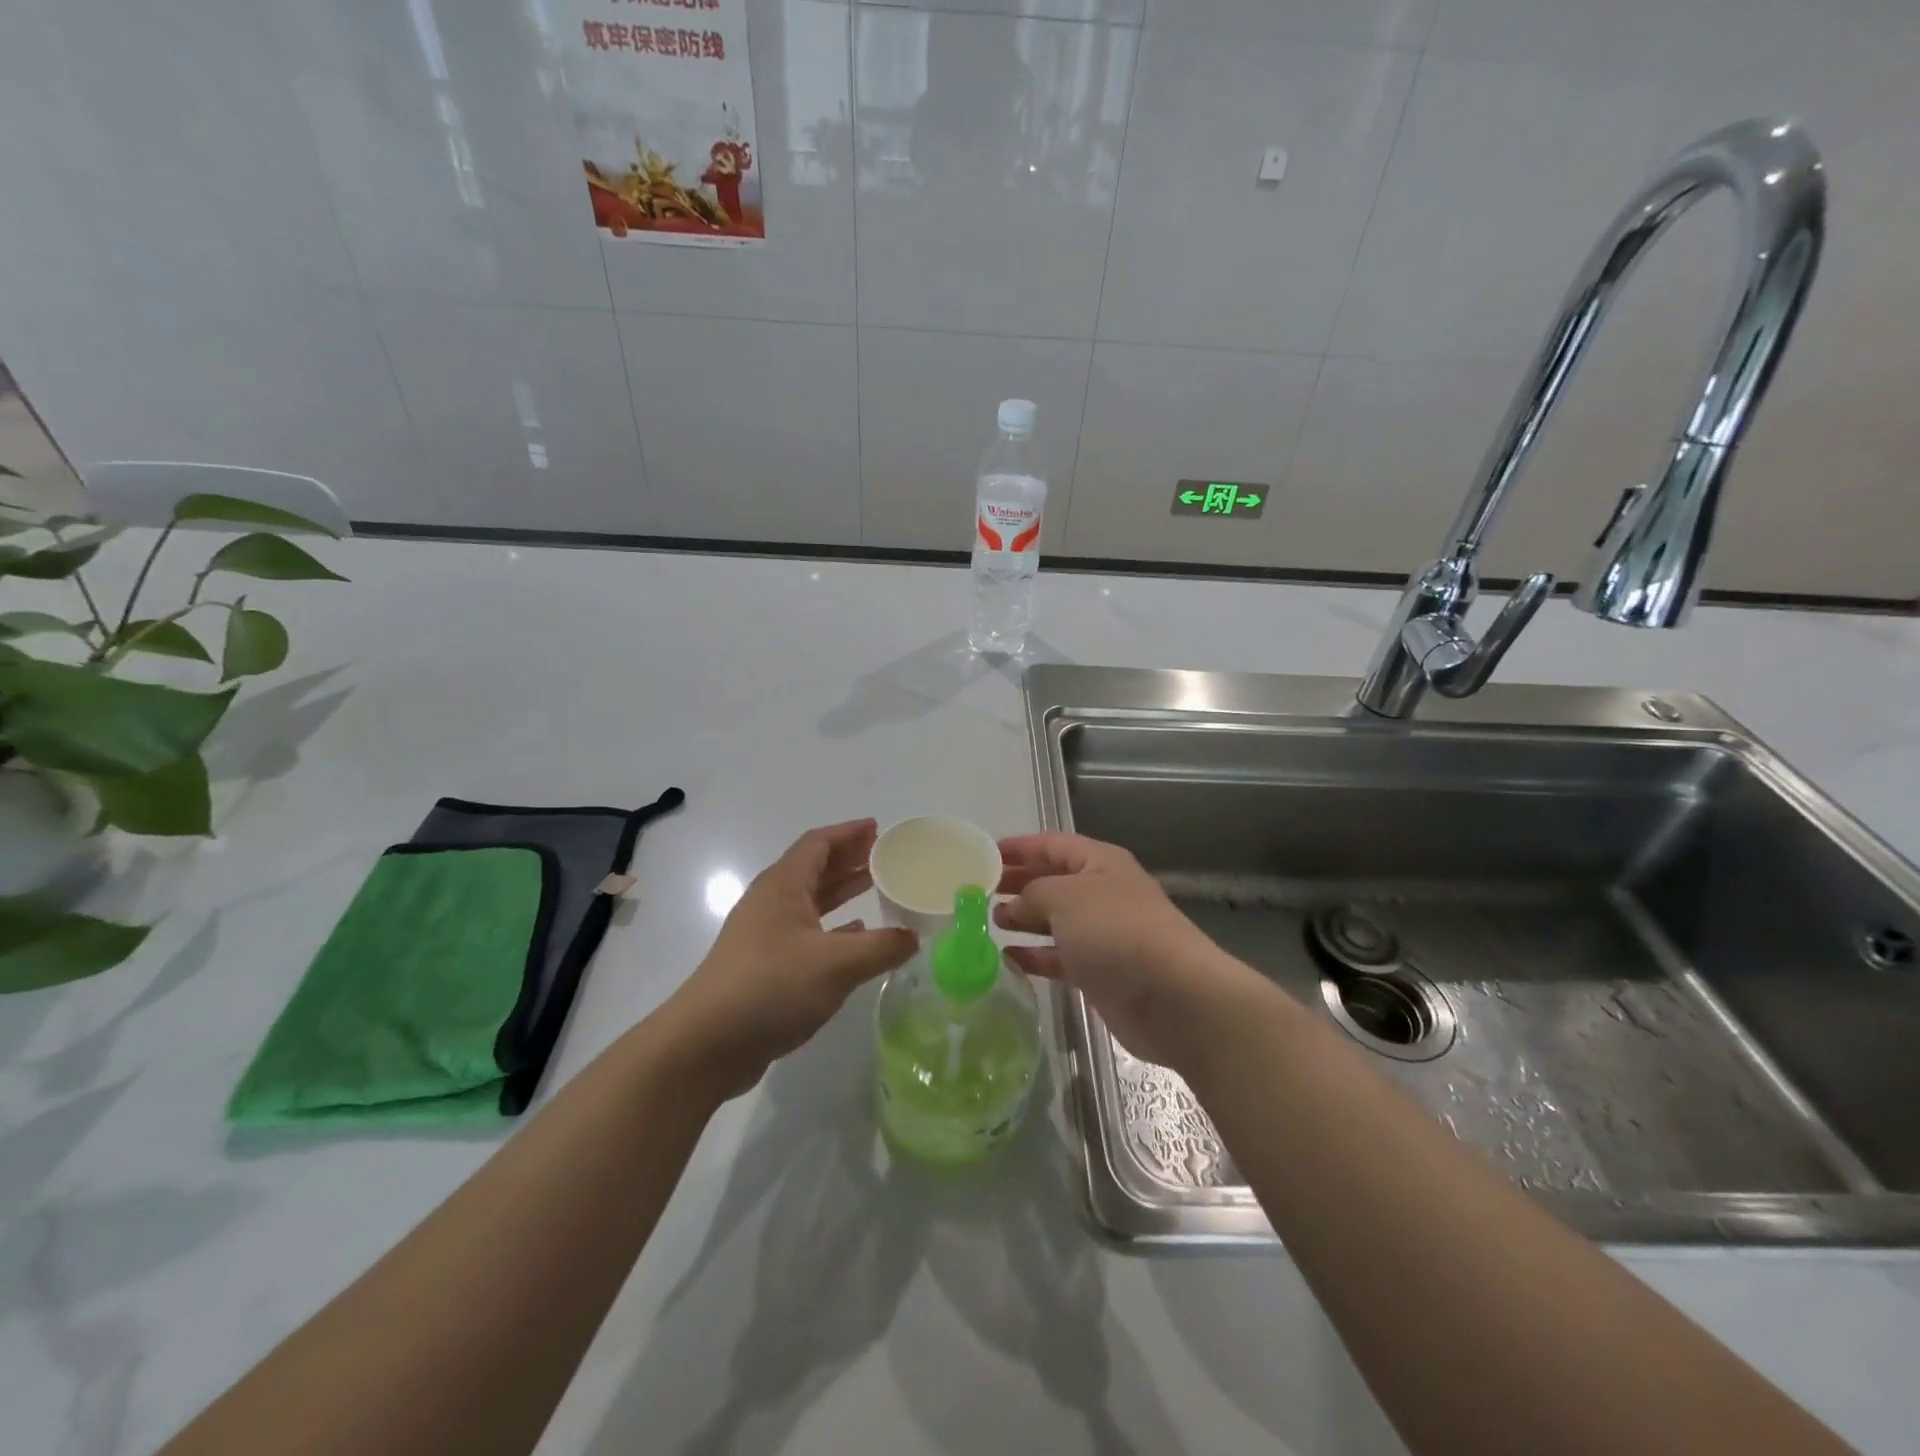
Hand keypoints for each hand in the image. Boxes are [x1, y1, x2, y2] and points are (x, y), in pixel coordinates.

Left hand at [663, 819, 916, 1097]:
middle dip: (849, 858)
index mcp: (783, 886)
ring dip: (842, 891)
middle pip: (814, 868)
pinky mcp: (764, 965)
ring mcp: (765, 935)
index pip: (818, 843)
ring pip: (810, 901)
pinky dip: (834, 927)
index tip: (879, 829)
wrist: (706, 1044)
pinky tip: (855, 937)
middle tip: (885, 856)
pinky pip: (806, 931)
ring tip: (876, 887)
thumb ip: (881, 947)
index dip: (849, 833)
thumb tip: (914, 937)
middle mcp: (771, 902)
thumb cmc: (771, 987)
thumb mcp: (837, 964)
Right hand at [994, 832, 1260, 1071]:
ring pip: (1055, 920)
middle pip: (1053, 880)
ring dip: (1024, 919)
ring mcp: (1103, 934)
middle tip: (980, 890)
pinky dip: (1035, 956)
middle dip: (1019, 882)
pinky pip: (1060, 957)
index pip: (1053, 844)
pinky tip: (1008, 959)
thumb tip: (1013, 906)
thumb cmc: (1115, 930)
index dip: (1020, 847)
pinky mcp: (1100, 971)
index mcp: (1100, 862)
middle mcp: (1102, 893)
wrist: (1171, 996)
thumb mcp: (1064, 897)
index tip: (985, 854)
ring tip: (989, 922)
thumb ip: (1031, 893)